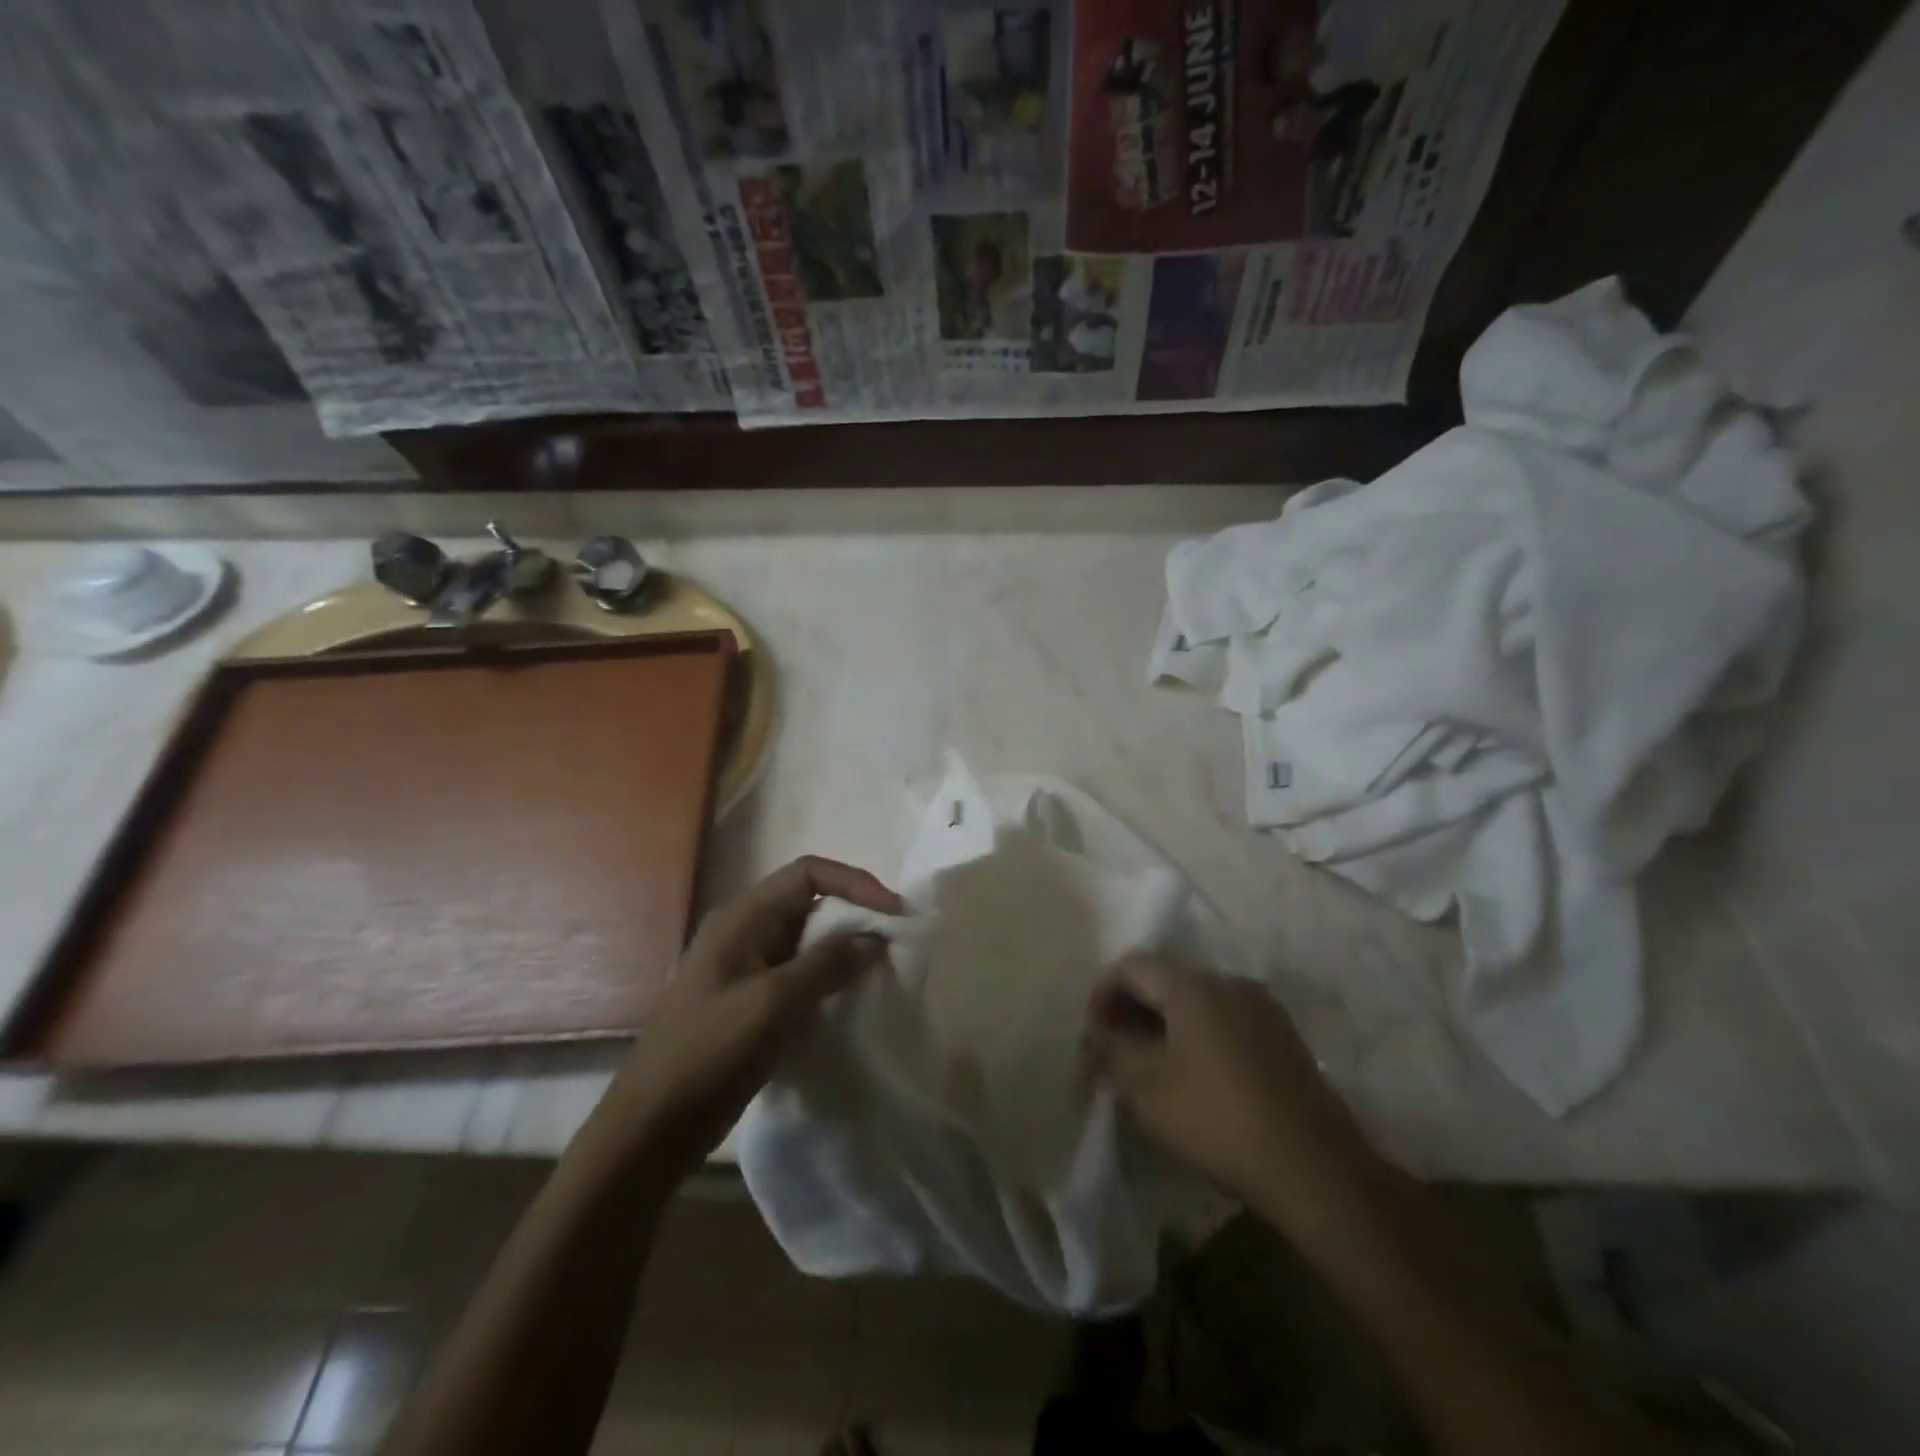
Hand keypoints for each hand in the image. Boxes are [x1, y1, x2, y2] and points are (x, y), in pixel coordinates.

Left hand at [603, 856, 902, 1172]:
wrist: (654, 1122)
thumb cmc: (709, 1051)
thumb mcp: (773, 1003)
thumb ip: (826, 965)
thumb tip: (873, 939)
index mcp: (744, 916)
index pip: (809, 874)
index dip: (855, 883)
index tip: (894, 912)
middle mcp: (746, 931)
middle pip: (811, 903)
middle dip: (854, 915)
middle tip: (893, 942)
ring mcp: (747, 966)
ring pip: (808, 940)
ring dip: (844, 948)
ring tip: (880, 969)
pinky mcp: (752, 1000)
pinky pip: (800, 973)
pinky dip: (829, 977)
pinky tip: (849, 999)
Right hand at [1087, 958, 1377, 1236]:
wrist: (1315, 1168)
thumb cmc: (1217, 1119)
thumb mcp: (1146, 1088)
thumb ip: (1111, 1052)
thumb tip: (1095, 1035)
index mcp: (1193, 986)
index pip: (1133, 965)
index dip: (1104, 992)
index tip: (1094, 1031)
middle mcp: (1229, 982)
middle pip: (1167, 980)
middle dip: (1134, 1009)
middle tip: (1116, 1050)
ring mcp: (1263, 1009)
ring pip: (1198, 1002)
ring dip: (1167, 1023)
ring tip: (1152, 1066)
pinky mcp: (1284, 1038)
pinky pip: (1226, 1021)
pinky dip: (1199, 1036)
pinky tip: (1196, 1078)